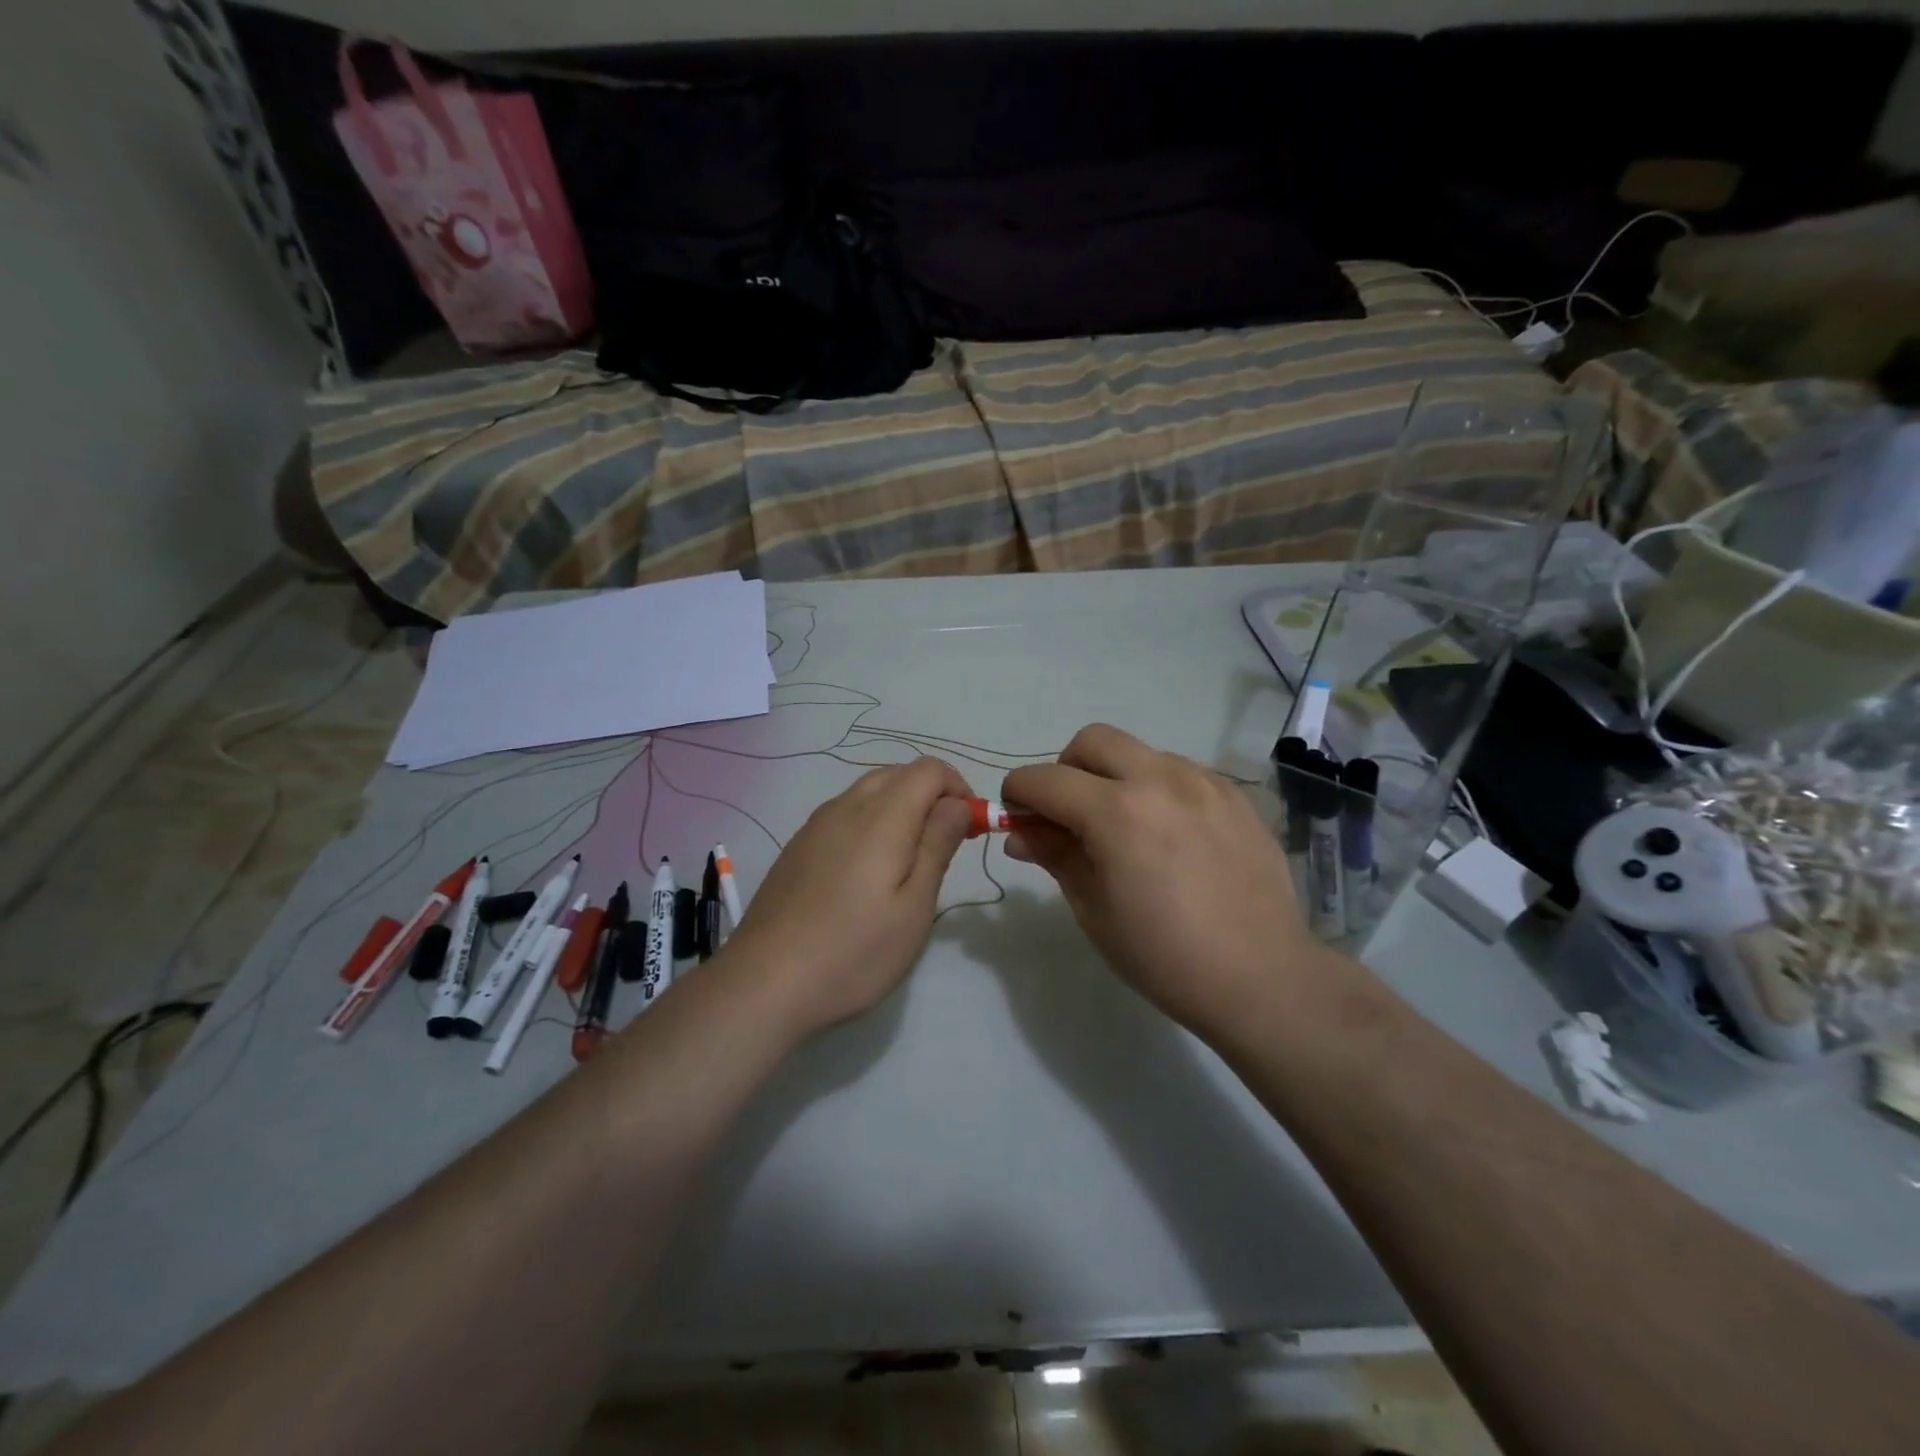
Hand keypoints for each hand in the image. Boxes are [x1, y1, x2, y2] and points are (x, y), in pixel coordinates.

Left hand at [724, 758, 972, 1034]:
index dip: (958, 788)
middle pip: (897, 774)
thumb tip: (957, 804)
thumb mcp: (913, 907)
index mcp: (881, 816)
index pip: (928, 770)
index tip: (970, 830)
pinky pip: (844, 814)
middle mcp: (845, 807)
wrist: (763, 983)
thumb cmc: (853, 952)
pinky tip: (866, 873)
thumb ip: (937, 846)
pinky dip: (870, 822)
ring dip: (900, 808)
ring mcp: (815, 825)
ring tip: (908, 862)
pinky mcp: (797, 847)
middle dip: (931, 796)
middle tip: (945, 845)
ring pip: (868, 792)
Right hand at [1003, 724, 1341, 1042]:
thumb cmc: (1164, 956)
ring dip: (1115, 776)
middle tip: (1070, 815)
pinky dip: (1157, 788)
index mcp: (1117, 812)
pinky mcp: (1235, 794)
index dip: (1018, 793)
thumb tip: (1021, 833)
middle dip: (1066, 769)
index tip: (1018, 817)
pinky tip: (1168, 833)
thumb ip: (1055, 856)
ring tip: (1125, 828)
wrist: (1261, 978)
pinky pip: (1180, 771)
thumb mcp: (1093, 910)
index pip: (1045, 779)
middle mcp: (1160, 780)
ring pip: (1140, 752)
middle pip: (1093, 740)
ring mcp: (1204, 782)